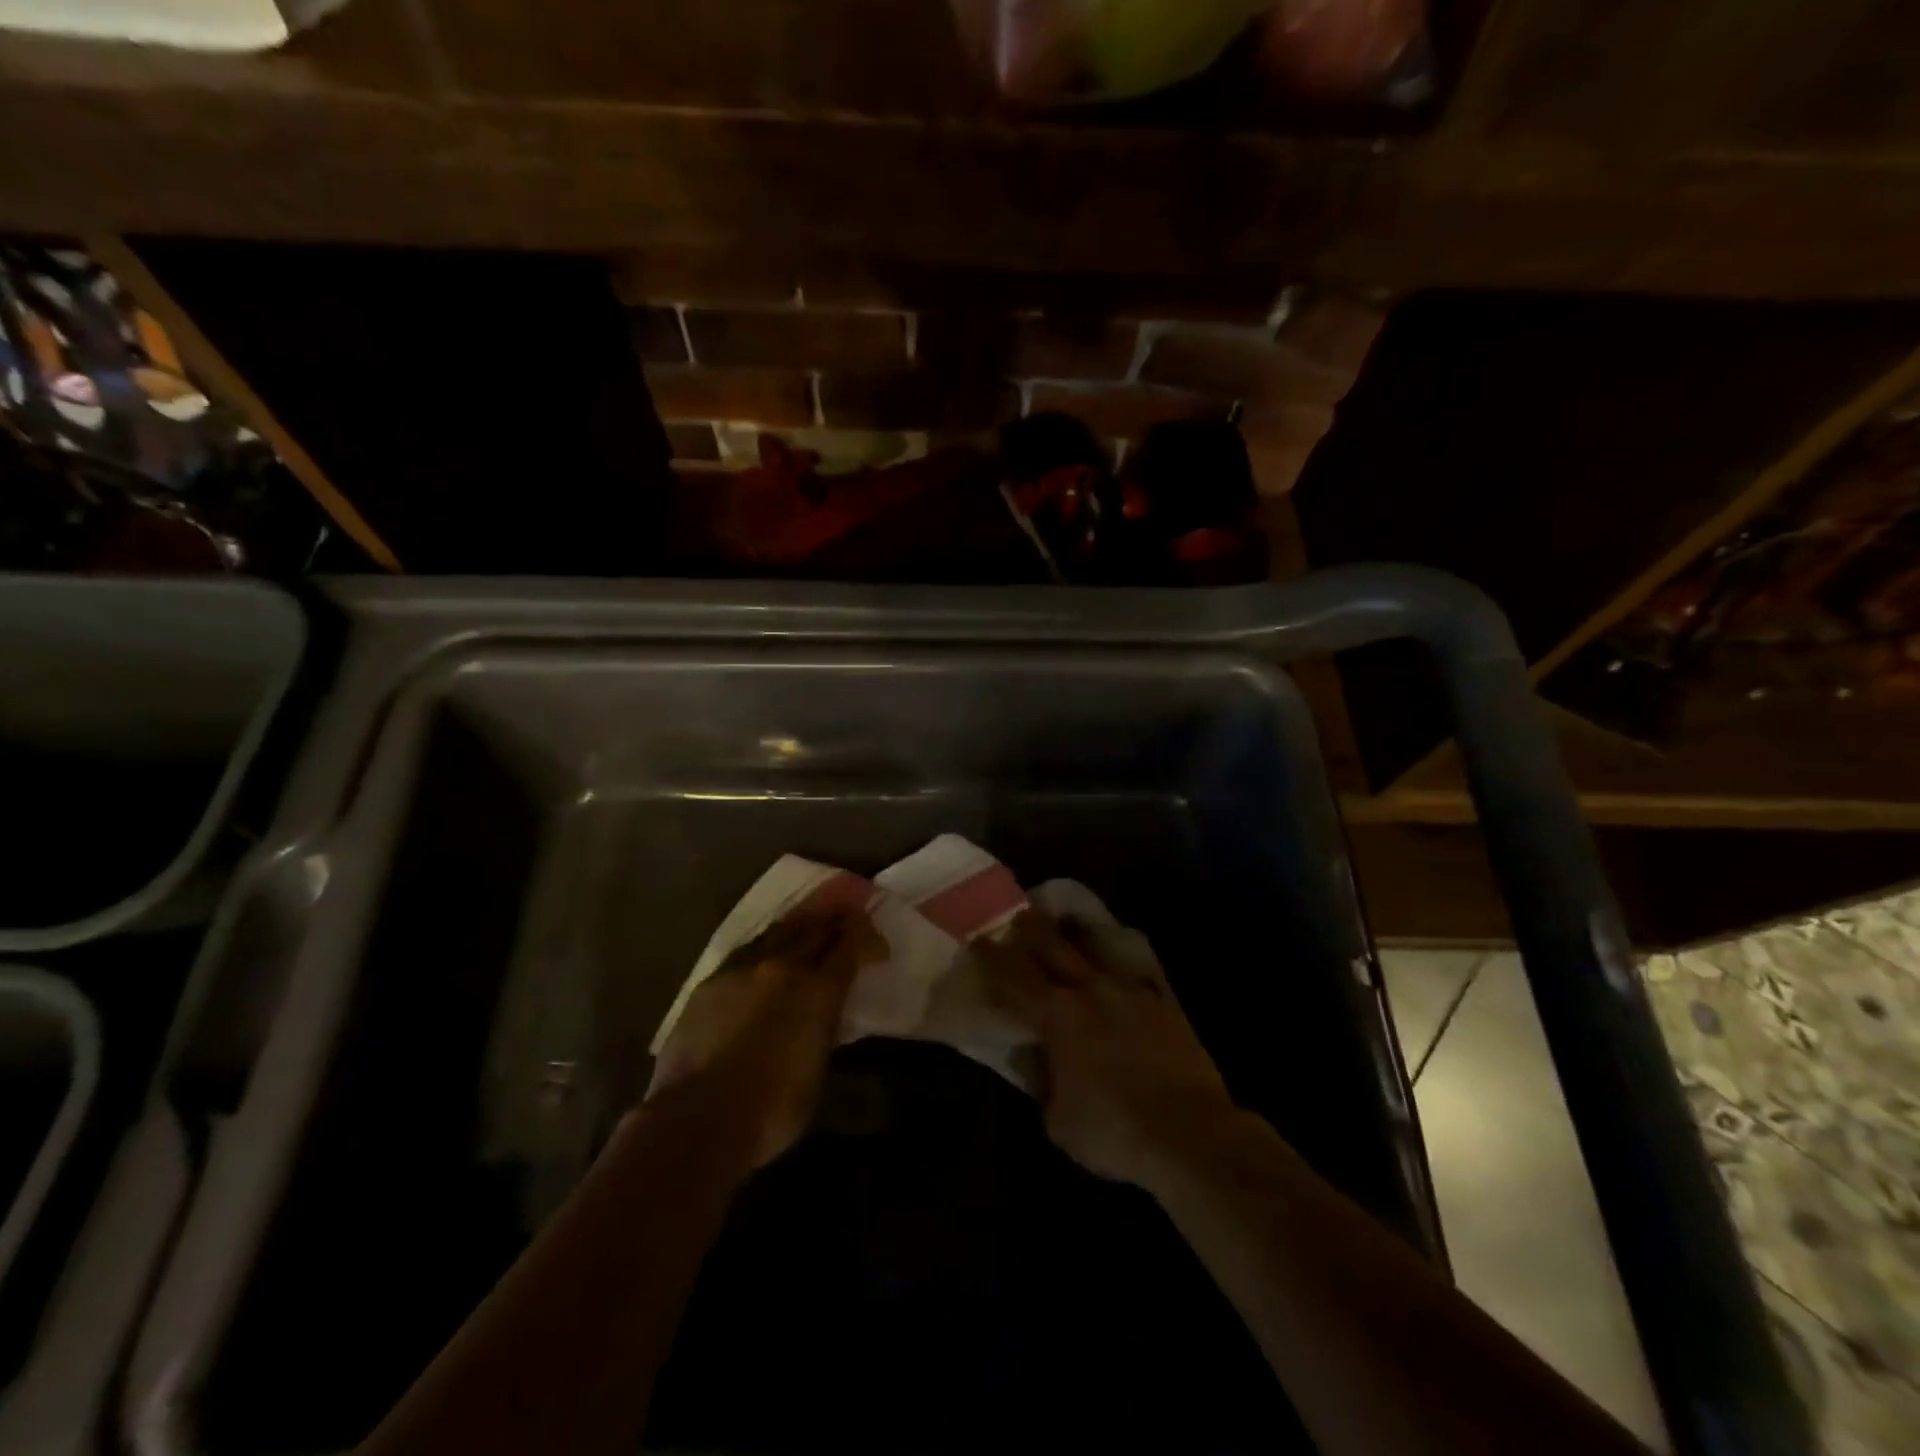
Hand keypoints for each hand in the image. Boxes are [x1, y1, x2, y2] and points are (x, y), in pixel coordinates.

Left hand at [648, 908, 882, 1168]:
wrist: (695, 1120)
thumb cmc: (771, 1110)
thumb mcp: (817, 1070)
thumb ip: (825, 1028)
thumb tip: (826, 1011)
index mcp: (818, 989)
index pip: (851, 945)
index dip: (868, 939)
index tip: (878, 946)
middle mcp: (783, 966)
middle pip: (817, 927)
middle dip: (837, 921)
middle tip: (850, 921)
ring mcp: (743, 968)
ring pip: (780, 931)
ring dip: (801, 927)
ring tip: (811, 926)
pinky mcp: (711, 980)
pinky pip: (748, 950)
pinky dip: (768, 946)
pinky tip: (767, 955)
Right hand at [980, 909, 1237, 1191]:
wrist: (1190, 1133)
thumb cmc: (1114, 1131)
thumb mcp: (1058, 1120)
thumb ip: (1042, 1080)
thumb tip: (1035, 1056)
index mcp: (1058, 1016)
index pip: (1015, 978)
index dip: (994, 958)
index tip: (980, 939)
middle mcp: (1091, 990)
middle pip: (1054, 947)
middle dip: (1032, 930)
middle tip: (1018, 915)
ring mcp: (1131, 991)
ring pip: (1097, 948)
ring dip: (1076, 934)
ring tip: (1066, 921)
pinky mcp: (1163, 1001)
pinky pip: (1136, 969)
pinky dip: (1120, 960)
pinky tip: (1119, 958)